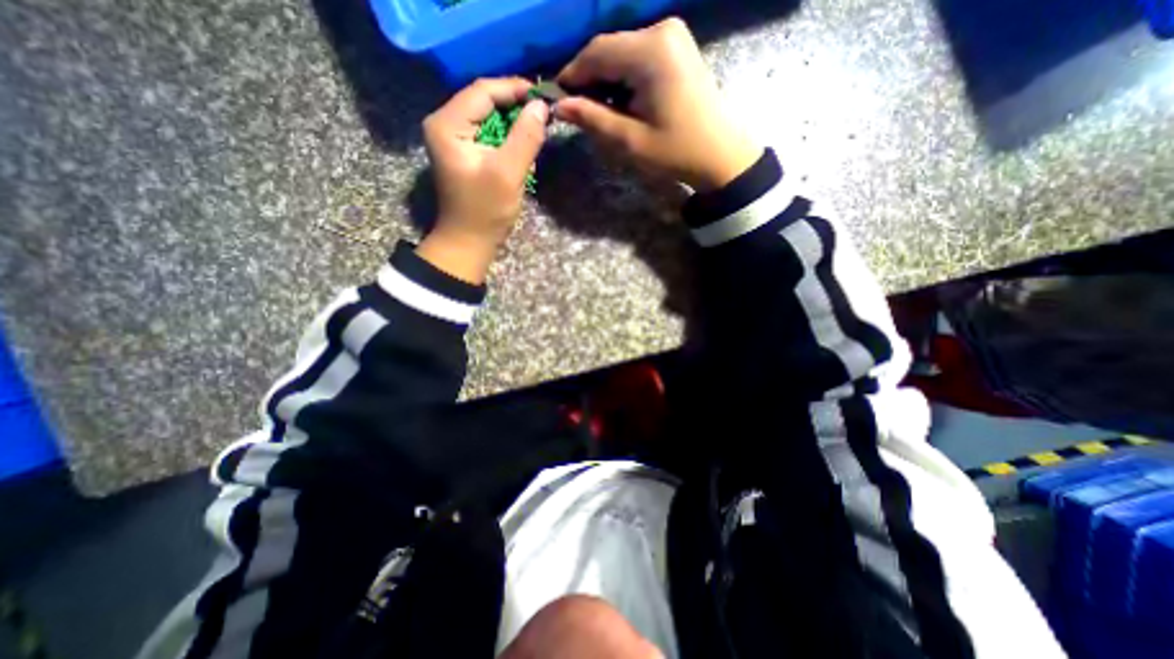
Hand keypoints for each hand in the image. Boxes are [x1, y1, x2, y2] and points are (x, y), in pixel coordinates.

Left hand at [422, 76, 549, 282]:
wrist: (469, 242)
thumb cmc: (485, 211)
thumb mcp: (508, 173)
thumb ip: (525, 137)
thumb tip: (541, 106)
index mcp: (448, 124)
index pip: (483, 91)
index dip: (515, 89)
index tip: (544, 96)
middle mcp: (445, 124)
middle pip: (485, 101)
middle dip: (515, 107)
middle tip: (544, 114)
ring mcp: (453, 139)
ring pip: (489, 117)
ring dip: (514, 124)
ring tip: (538, 129)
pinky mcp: (464, 152)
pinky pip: (489, 134)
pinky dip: (508, 138)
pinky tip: (523, 148)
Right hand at [553, 19, 760, 190]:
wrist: (720, 154)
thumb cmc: (676, 152)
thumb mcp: (630, 140)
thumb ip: (593, 119)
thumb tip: (559, 106)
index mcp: (651, 52)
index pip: (596, 53)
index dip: (572, 75)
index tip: (557, 99)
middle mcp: (661, 31)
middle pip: (609, 49)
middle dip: (590, 79)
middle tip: (578, 110)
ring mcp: (672, 35)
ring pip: (621, 52)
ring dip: (606, 80)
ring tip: (601, 112)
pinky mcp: (676, 46)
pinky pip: (637, 56)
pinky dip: (623, 77)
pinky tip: (622, 102)